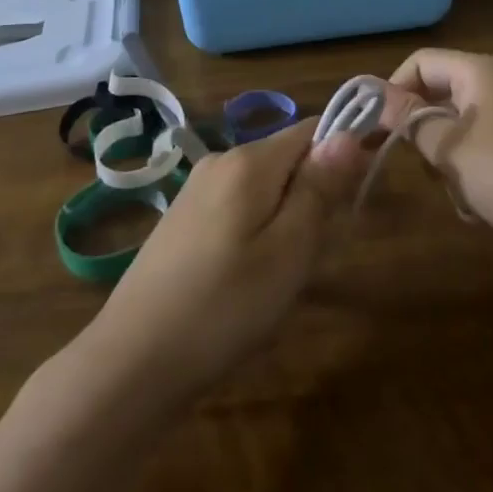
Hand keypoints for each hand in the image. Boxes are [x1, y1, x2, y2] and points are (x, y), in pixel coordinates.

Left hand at [83, 118, 366, 404]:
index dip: (344, 153)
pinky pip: (240, 206)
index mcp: (248, 161)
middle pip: (288, 158)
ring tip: (282, 277)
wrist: (133, 361)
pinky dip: (260, 231)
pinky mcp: (184, 219)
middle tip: (314, 257)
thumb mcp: (289, 252)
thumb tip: (349, 133)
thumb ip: (319, 188)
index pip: (312, 130)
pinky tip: (249, 280)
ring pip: (265, 187)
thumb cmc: (224, 307)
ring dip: (288, 219)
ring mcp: (197, 189)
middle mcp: (221, 160)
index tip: (359, 197)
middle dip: (314, 195)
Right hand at [388, 48, 492, 252]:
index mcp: (482, 71)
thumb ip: (409, 119)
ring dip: (450, 158)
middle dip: (424, 131)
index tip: (377, 127)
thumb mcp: (450, 148)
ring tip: (457, 192)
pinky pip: (488, 146)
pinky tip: (481, 204)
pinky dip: (476, 170)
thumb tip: (374, 94)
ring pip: (463, 126)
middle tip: (419, 164)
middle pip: (442, 94)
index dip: (393, 89)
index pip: (421, 62)